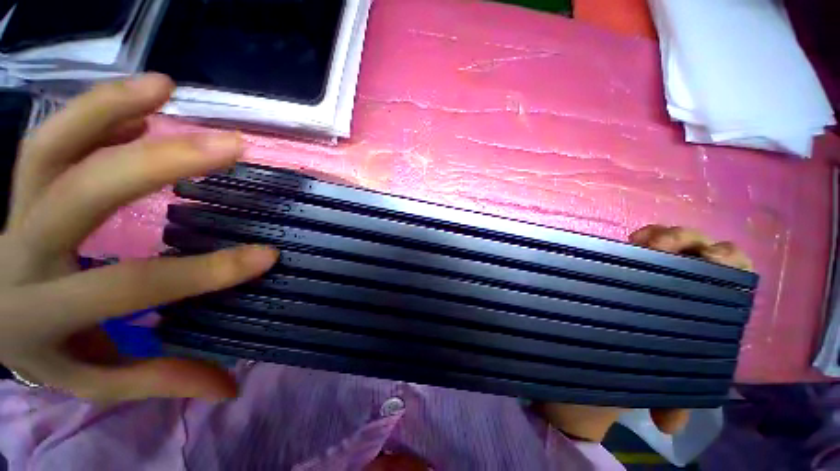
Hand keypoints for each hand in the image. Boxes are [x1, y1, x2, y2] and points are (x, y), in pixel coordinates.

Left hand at [0, 74, 277, 401]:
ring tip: (166, 89)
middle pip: (77, 196)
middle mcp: (21, 251)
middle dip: (158, 166)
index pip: (131, 288)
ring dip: (109, 110)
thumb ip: (159, 378)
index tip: (266, 256)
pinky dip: (98, 117)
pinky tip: (140, 111)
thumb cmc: (45, 350)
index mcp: (41, 314)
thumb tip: (228, 386)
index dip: (205, 272)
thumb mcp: (94, 380)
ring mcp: (16, 209)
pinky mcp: (22, 187)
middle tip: (229, 146)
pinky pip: (51, 140)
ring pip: (48, 147)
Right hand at [537, 225, 751, 440]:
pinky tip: (634, 239)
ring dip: (666, 236)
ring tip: (644, 241)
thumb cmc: (635, 368)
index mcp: (707, 314)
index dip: (726, 262)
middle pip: (706, 251)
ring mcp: (661, 273)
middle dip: (693, 242)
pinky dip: (646, 236)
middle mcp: (690, 288)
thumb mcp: (659, 384)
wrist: (604, 357)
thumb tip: (669, 423)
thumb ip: (673, 398)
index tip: (709, 260)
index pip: (731, 278)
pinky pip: (646, 242)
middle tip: (667, 248)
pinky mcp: (635, 265)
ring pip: (677, 242)